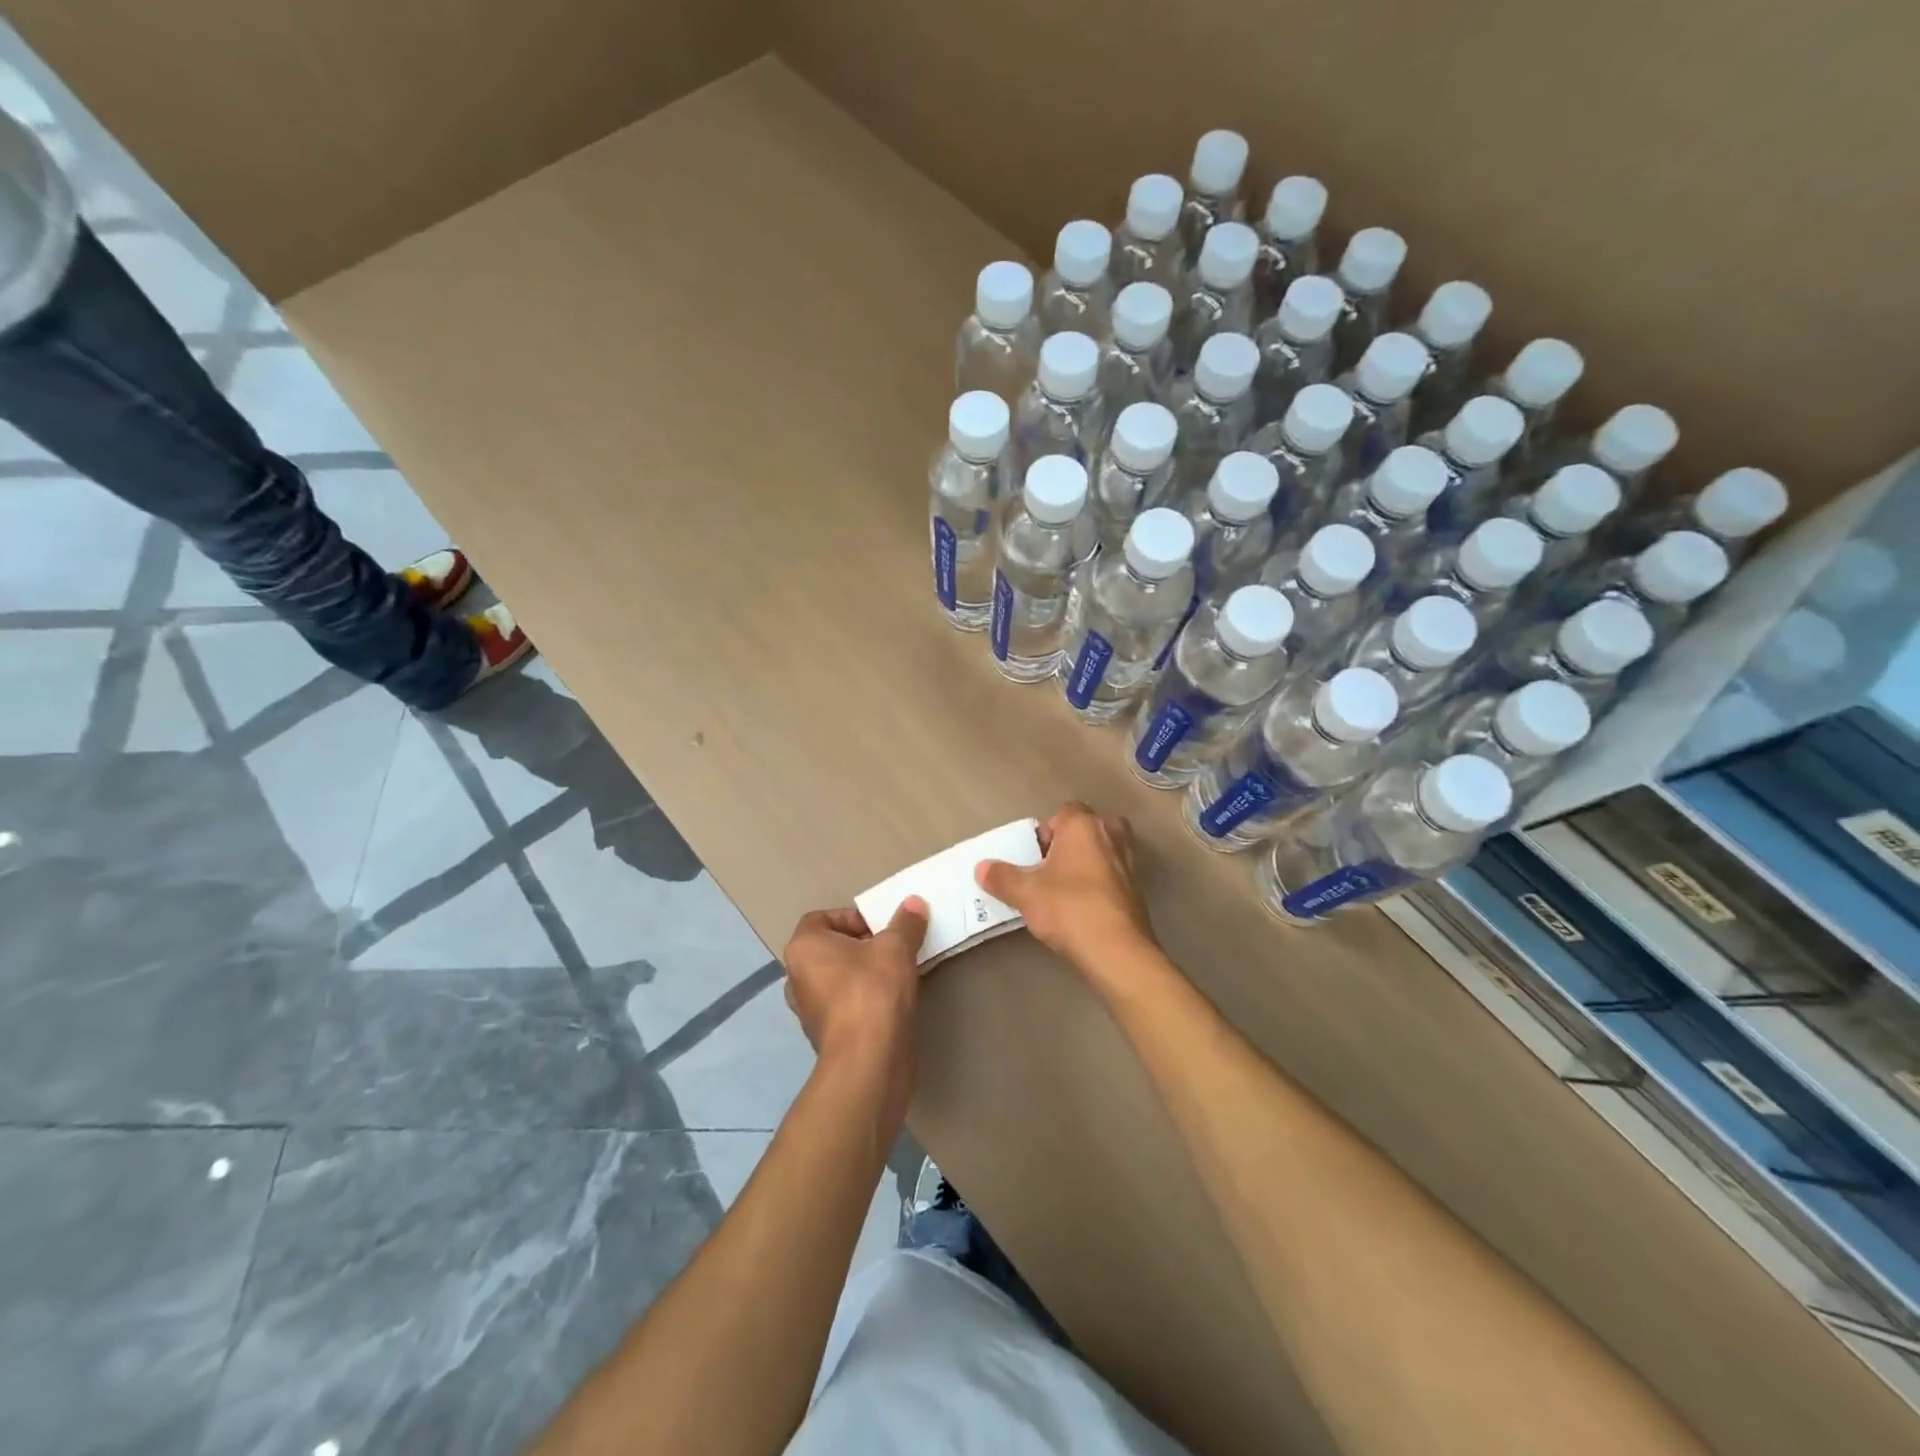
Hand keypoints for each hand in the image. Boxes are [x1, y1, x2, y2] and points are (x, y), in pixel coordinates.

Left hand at [781, 898, 928, 1087]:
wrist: (868, 1059)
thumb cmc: (873, 989)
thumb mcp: (896, 947)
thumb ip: (905, 922)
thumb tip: (914, 903)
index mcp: (803, 948)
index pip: (821, 919)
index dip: (851, 918)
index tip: (879, 929)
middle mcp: (796, 978)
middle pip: (828, 950)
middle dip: (859, 946)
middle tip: (889, 950)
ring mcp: (807, 1011)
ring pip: (835, 979)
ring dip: (860, 974)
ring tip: (892, 976)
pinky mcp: (824, 1037)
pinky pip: (842, 1006)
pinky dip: (861, 1000)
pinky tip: (888, 1004)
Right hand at [975, 803, 1155, 971]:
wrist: (1116, 950)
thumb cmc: (1068, 908)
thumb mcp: (1025, 893)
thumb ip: (1001, 877)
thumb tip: (982, 868)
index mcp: (1084, 824)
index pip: (1064, 813)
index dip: (1046, 833)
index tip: (1034, 858)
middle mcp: (1111, 833)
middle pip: (1085, 830)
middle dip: (1068, 846)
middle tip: (1049, 872)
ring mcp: (1129, 860)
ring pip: (1102, 852)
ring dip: (1085, 864)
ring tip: (1064, 892)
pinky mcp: (1138, 888)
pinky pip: (1113, 875)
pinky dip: (1099, 884)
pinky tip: (1083, 908)